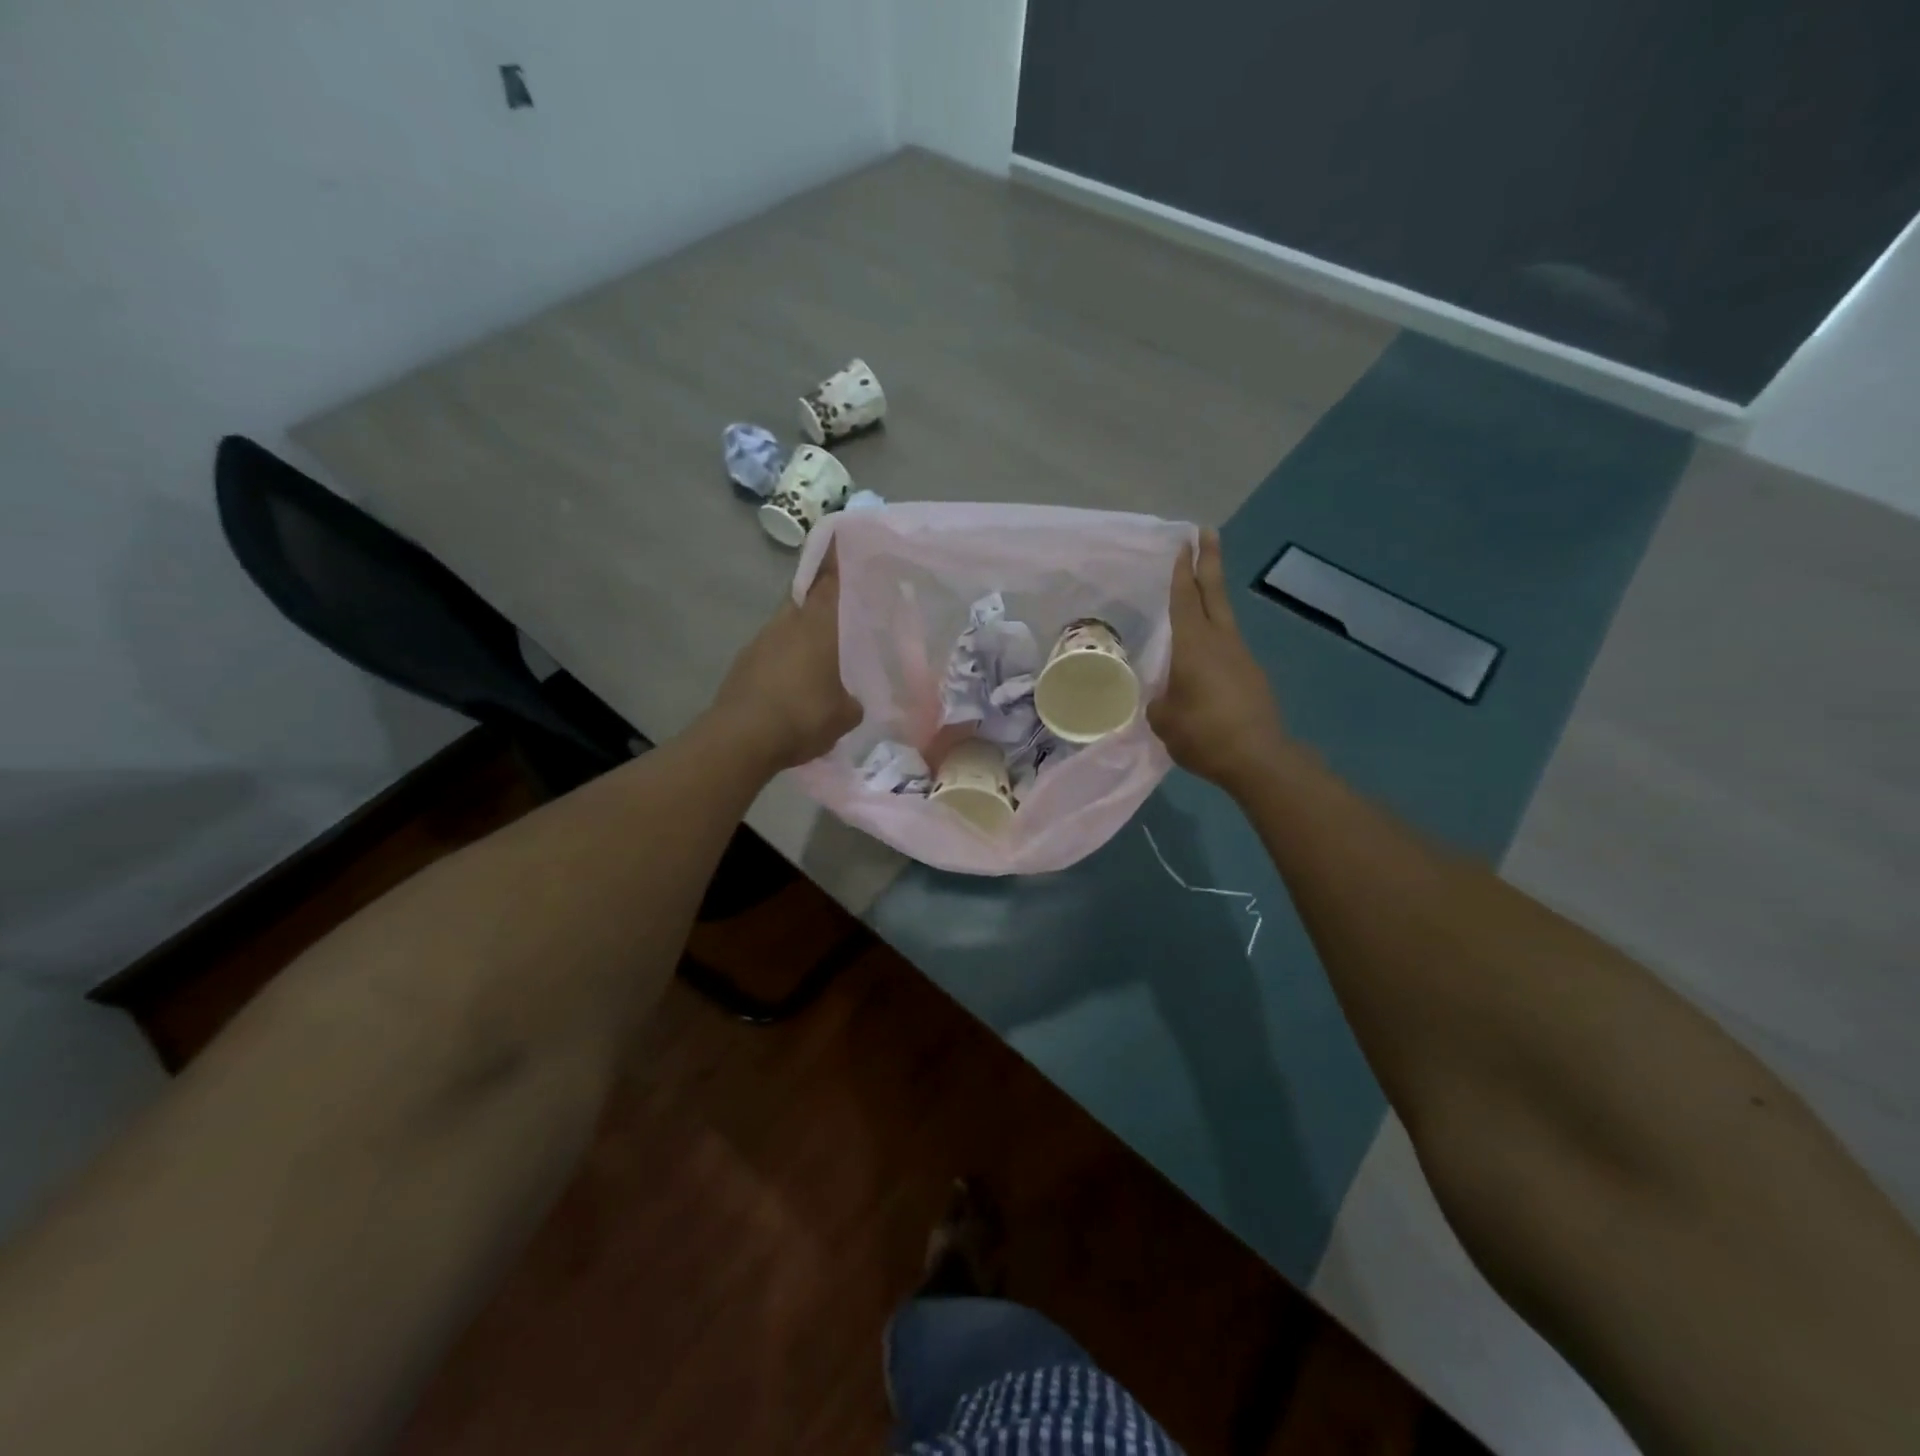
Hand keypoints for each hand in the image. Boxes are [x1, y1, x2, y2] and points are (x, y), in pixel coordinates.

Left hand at [710, 546, 862, 770]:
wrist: (741, 739)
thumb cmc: (802, 716)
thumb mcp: (844, 715)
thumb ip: (853, 701)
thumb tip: (851, 701)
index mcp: (817, 626)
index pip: (829, 579)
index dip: (836, 556)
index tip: (842, 534)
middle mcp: (787, 624)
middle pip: (805, 598)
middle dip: (822, 597)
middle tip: (842, 605)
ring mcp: (760, 642)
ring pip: (787, 625)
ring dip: (803, 633)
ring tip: (822, 655)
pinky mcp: (743, 664)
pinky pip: (773, 651)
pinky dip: (786, 659)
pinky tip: (796, 683)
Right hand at [1148, 529, 1291, 796]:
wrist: (1257, 759)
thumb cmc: (1203, 733)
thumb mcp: (1163, 719)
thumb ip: (1157, 700)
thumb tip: (1161, 697)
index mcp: (1193, 645)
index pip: (1185, 598)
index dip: (1182, 570)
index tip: (1184, 542)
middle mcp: (1220, 641)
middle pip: (1213, 593)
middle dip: (1208, 562)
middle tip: (1206, 533)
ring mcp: (1241, 657)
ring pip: (1223, 618)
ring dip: (1212, 599)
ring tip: (1198, 592)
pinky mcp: (1251, 676)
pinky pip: (1228, 646)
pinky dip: (1214, 637)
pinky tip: (1202, 656)